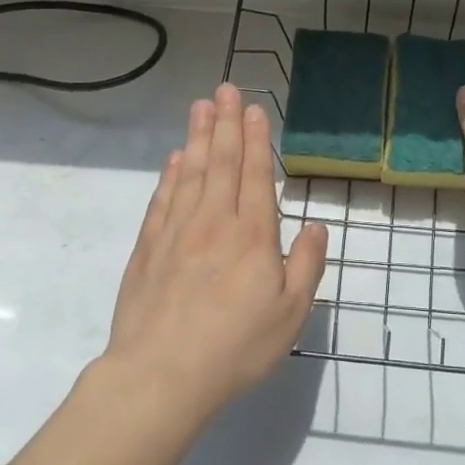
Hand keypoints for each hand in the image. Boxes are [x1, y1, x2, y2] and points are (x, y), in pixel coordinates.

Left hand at [104, 83, 328, 425]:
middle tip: (225, 88)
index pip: (255, 174)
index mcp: (251, 235)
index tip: (255, 108)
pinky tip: (175, 159)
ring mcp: (177, 232)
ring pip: (190, 172)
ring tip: (201, 107)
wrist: (161, 376)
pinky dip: (170, 174)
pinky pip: (162, 199)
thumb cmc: (235, 348)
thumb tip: (316, 226)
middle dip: (226, 122)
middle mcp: (213, 222)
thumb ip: (306, 265)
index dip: (256, 139)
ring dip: (197, 136)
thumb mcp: (290, 315)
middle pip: (221, 161)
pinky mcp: (148, 248)